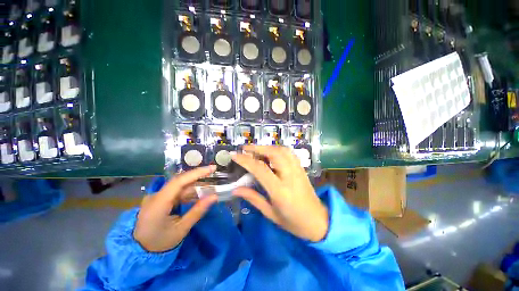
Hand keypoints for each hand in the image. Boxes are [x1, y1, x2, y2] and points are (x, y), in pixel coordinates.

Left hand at [134, 166, 217, 251]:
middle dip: (199, 179)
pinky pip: (177, 193)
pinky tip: (199, 195)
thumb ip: (198, 211)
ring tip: (210, 188)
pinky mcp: (160, 200)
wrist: (138, 252)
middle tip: (214, 177)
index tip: (212, 168)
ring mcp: (157, 197)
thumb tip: (214, 197)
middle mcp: (156, 196)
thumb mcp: (181, 229)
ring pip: (180, 187)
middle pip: (181, 182)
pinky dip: (189, 193)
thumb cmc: (159, 243)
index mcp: (158, 203)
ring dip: (195, 187)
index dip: (197, 173)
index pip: (179, 181)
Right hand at [232, 145, 328, 241]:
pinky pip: (289, 153)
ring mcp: (297, 170)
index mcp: (280, 190)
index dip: (245, 160)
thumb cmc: (293, 222)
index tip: (234, 156)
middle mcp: (290, 176)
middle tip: (244, 149)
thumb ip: (253, 198)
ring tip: (256, 150)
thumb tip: (235, 190)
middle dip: (257, 148)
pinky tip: (270, 153)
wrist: (318, 221)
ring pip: (282, 150)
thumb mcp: (270, 214)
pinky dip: (277, 149)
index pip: (260, 169)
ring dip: (267, 147)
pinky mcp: (301, 168)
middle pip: (273, 153)